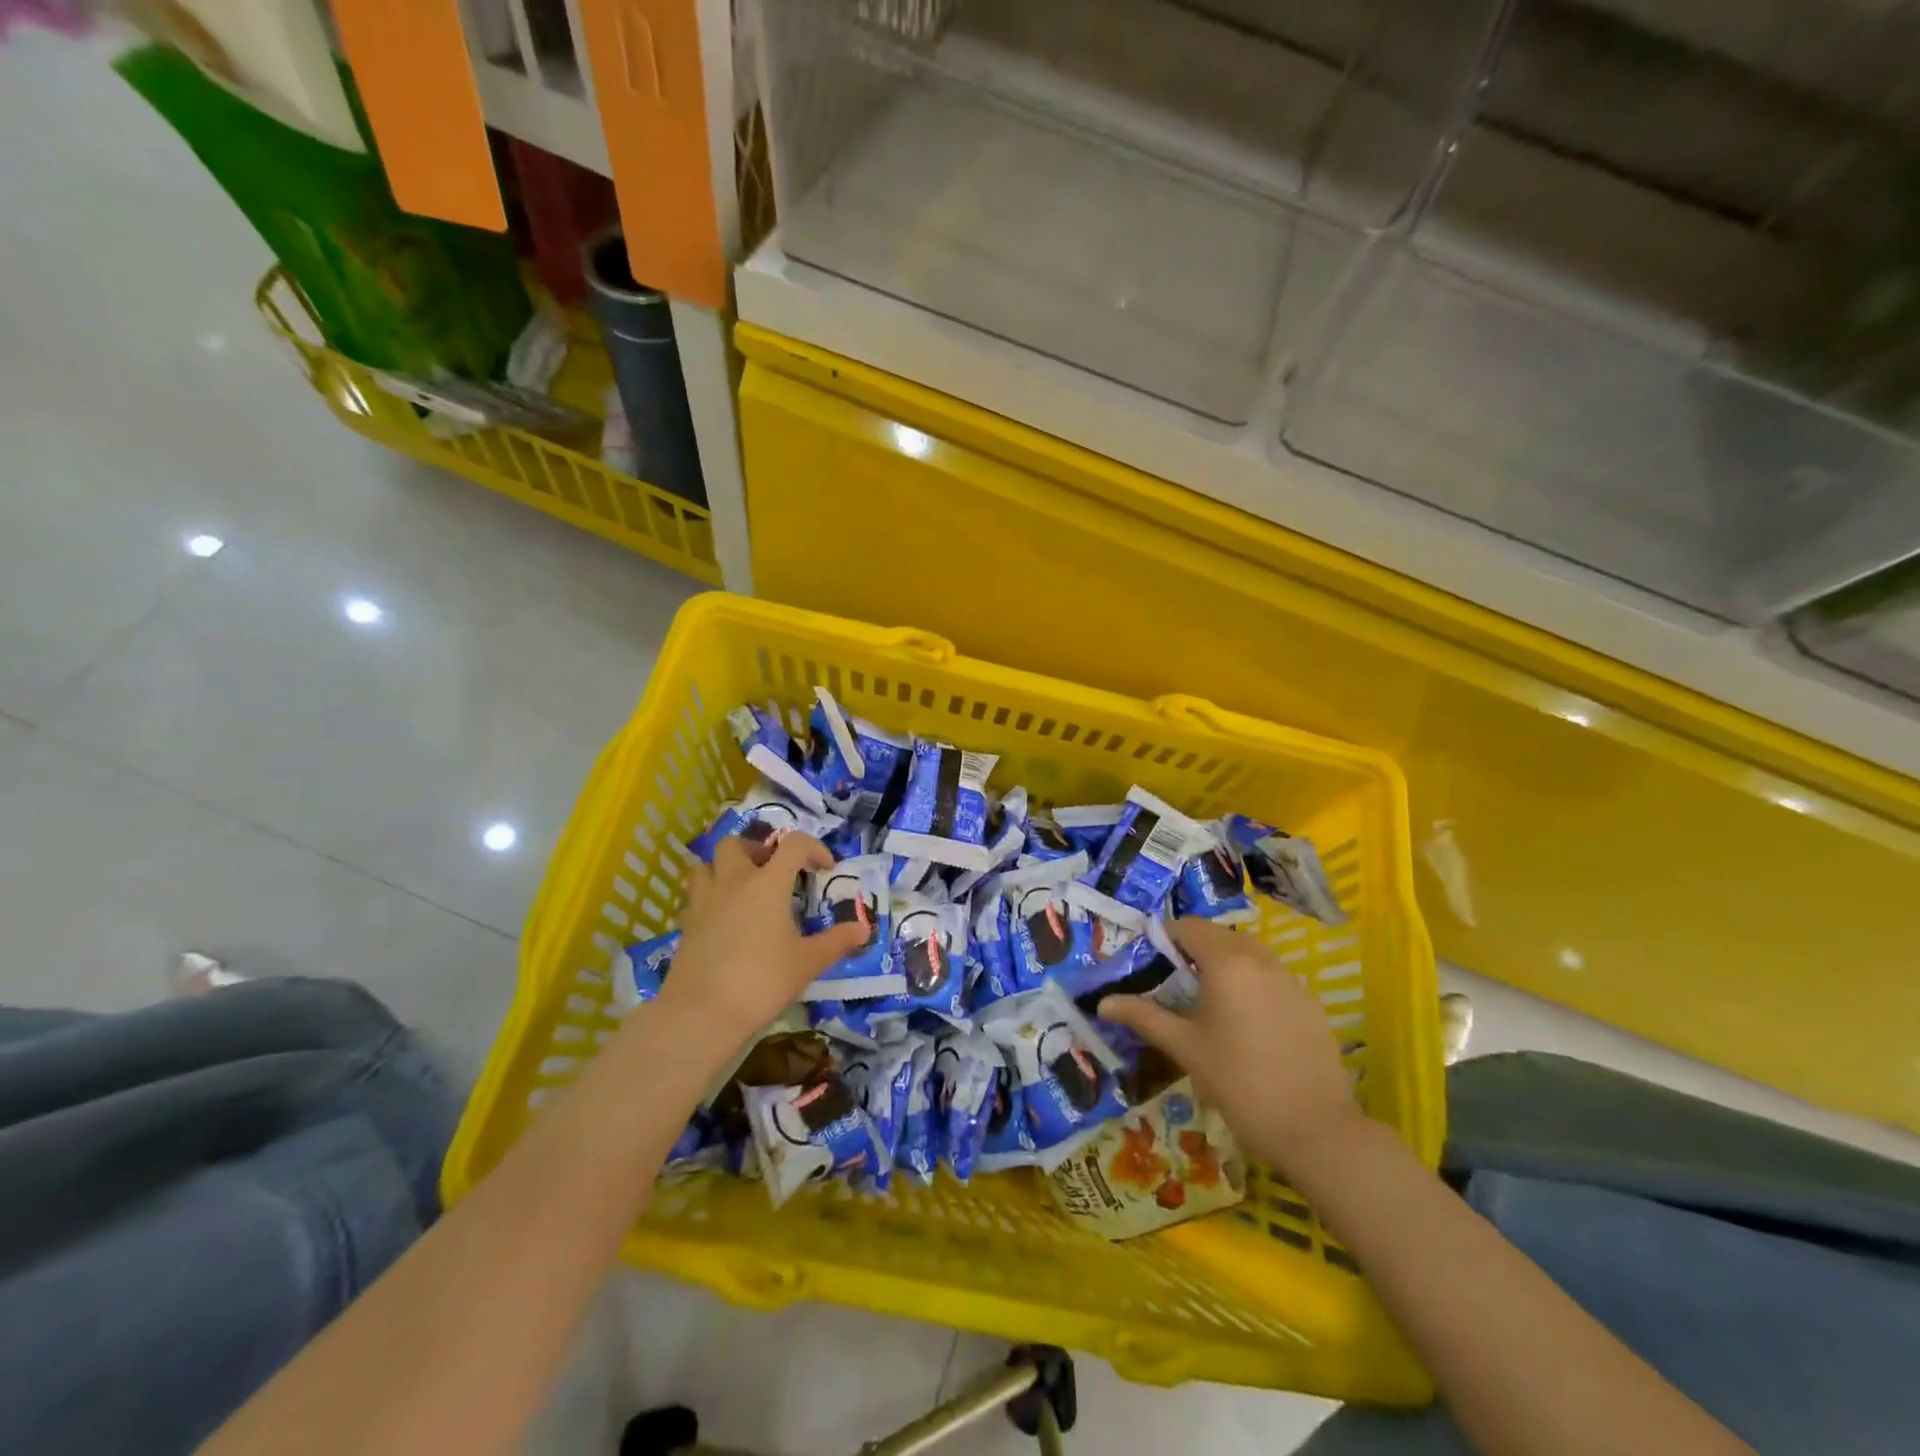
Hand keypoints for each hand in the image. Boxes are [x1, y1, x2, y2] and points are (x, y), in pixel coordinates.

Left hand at [653, 834, 866, 1052]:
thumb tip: (864, 929)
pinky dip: (710, 896)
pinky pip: (695, 895)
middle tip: (773, 872)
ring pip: (707, 864)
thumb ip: (837, 941)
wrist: (702, 1013)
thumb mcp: (808, 962)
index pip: (793, 845)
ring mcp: (705, 902)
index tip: (825, 868)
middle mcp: (734, 882)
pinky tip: (723, 919)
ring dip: (725, 868)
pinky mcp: (686, 924)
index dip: (813, 848)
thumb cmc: (762, 981)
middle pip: (737, 844)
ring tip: (743, 889)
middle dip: (757, 850)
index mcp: (768, 884)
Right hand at [1099, 917, 1363, 1176]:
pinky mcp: (1310, 1003)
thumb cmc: (1240, 1084)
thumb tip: (1103, 1003)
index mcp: (1227, 963)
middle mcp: (1261, 959)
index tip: (1148, 962)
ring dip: (1223, 963)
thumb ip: (1144, 1017)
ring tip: (1205, 1000)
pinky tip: (1244, 1021)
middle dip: (1193, 949)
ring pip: (1248, 953)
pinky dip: (1250, 981)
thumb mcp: (1185, 1049)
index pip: (1188, 928)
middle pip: (1219, 936)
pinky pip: (1271, 975)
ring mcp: (1291, 980)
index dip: (1164, 937)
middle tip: (1172, 981)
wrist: (1317, 1130)